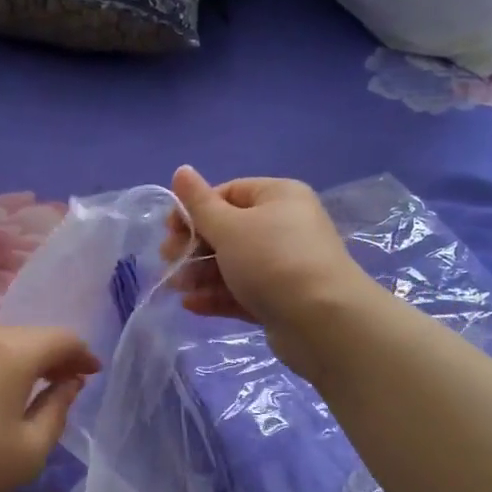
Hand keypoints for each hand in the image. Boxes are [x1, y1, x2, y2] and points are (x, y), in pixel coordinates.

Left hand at [0, 322, 98, 491]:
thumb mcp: (28, 453)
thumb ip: (57, 410)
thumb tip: (70, 381)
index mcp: (13, 354)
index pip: (60, 339)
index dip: (81, 354)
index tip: (90, 372)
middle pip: (23, 334)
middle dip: (45, 355)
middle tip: (54, 382)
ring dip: (4, 351)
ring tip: (5, 378)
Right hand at [161, 166, 383, 378]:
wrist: (322, 321)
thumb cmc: (272, 261)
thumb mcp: (229, 227)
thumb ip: (199, 204)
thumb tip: (181, 170)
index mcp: (278, 197)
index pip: (228, 193)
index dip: (195, 209)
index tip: (169, 231)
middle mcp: (284, 227)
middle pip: (229, 231)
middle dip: (194, 246)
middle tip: (169, 261)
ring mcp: (284, 266)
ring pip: (234, 264)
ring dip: (201, 274)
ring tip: (176, 287)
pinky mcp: (281, 300)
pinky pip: (243, 292)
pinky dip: (217, 296)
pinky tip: (191, 305)